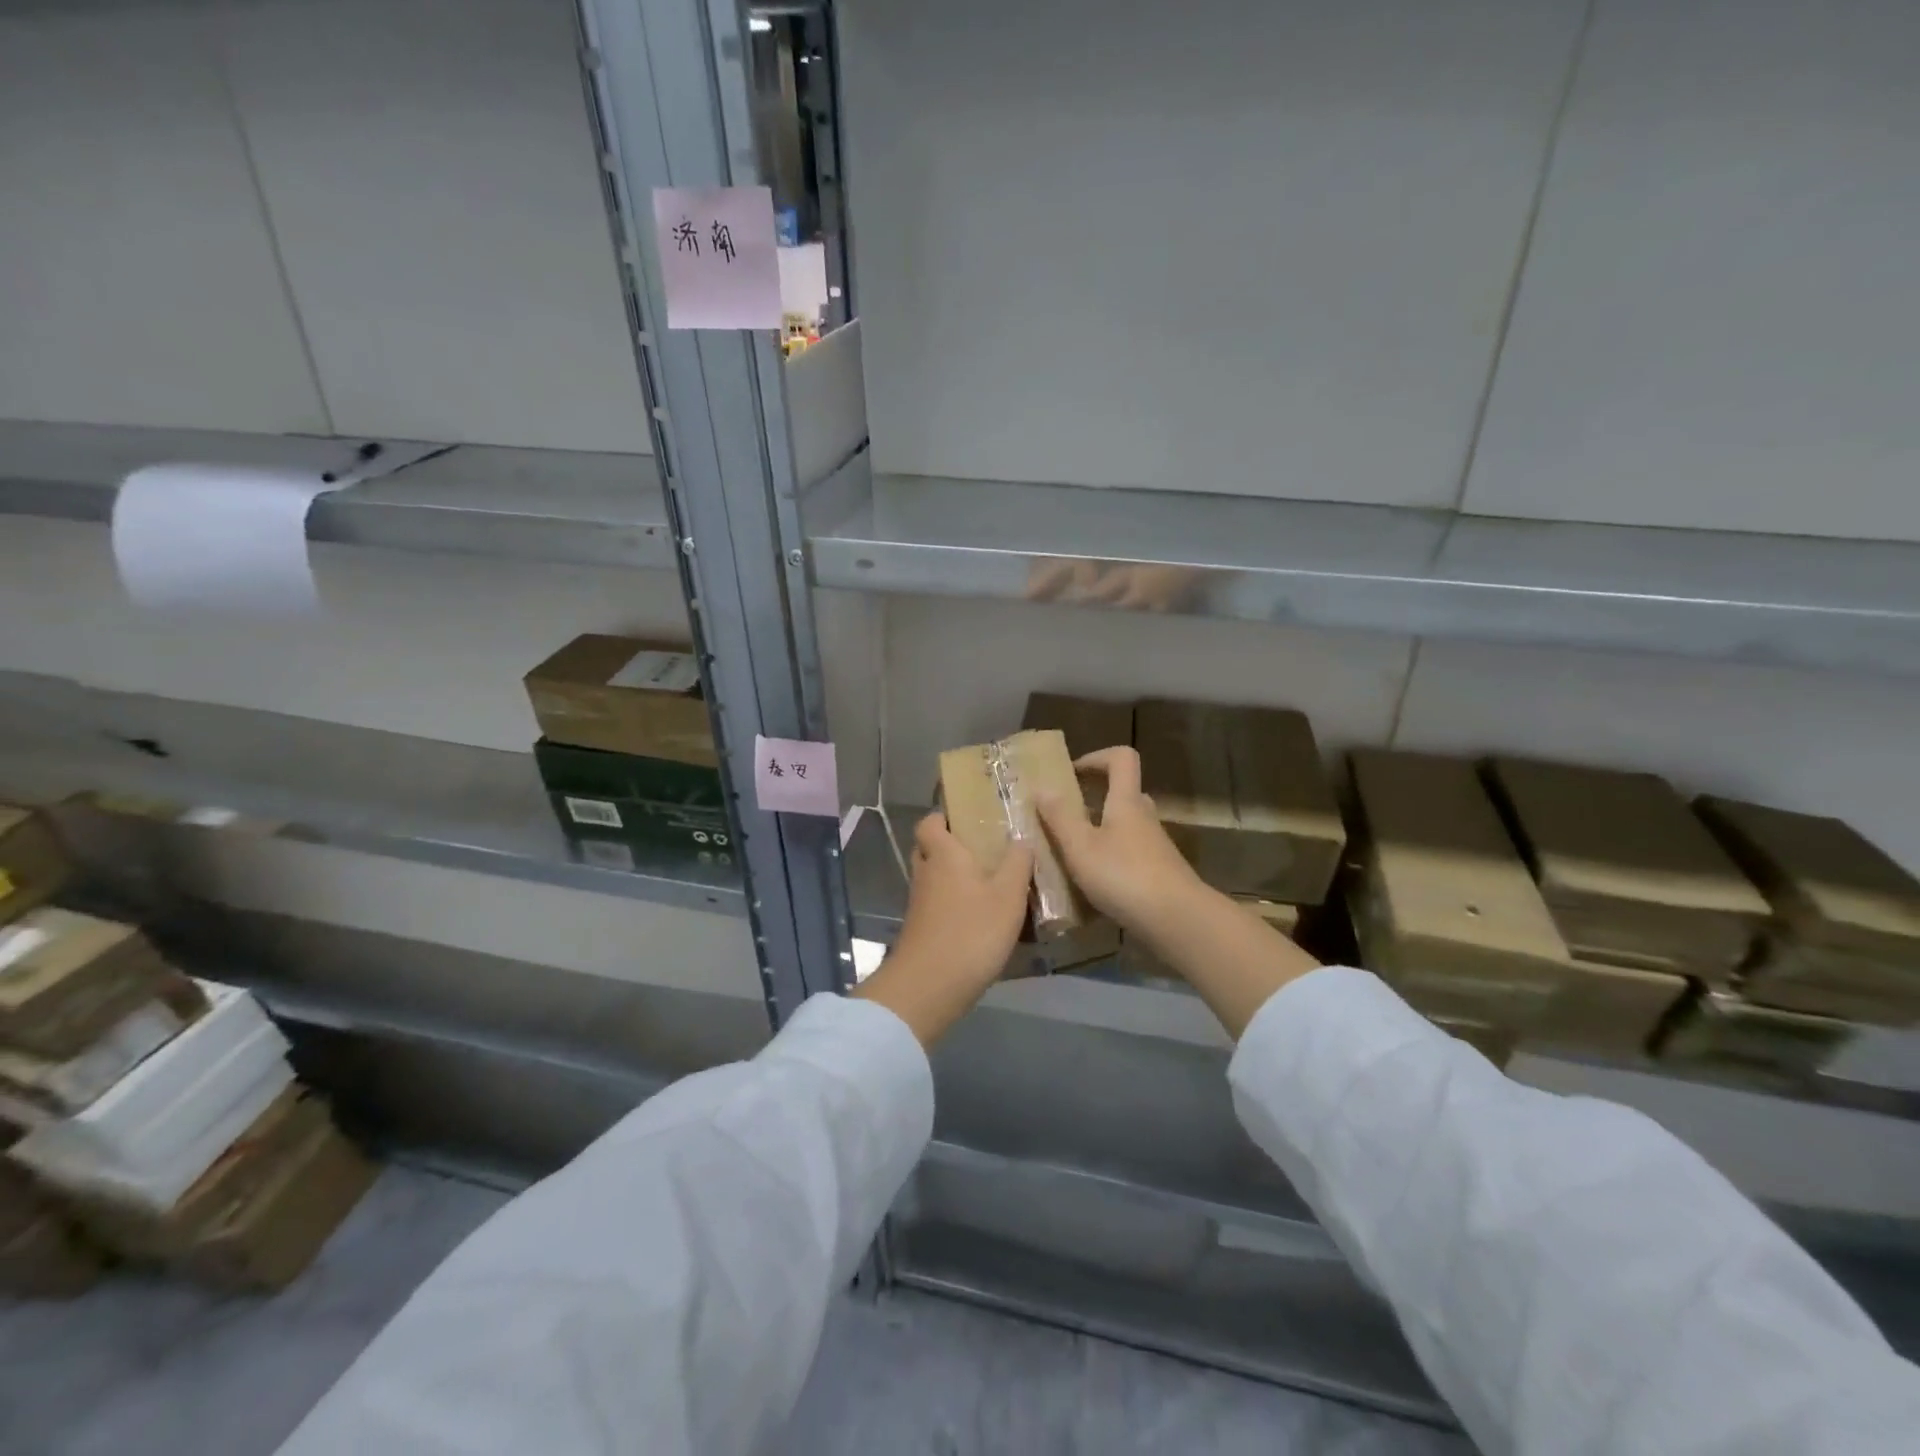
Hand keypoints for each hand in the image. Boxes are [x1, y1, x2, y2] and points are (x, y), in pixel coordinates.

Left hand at [853, 813, 1032, 1046]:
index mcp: (943, 854)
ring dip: (954, 876)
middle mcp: (926, 872)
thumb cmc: (971, 932)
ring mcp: (919, 903)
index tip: (969, 816)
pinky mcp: (921, 928)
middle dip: (951, 845)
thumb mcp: (1008, 896)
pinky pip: (936, 903)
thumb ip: (1017, 863)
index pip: (930, 822)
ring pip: (933, 877)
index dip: (944, 816)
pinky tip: (980, 914)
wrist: (929, 987)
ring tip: (990, 880)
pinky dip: (953, 902)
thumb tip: (1022, 836)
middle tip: (984, 847)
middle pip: (930, 848)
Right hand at [1037, 746, 1206, 937]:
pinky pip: (1130, 854)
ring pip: (1125, 826)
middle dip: (1093, 798)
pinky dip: (1111, 860)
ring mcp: (1155, 847)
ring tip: (1072, 853)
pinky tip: (1092, 884)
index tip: (1071, 773)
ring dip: (1100, 832)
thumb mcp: (1081, 847)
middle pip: (1123, 793)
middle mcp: (1144, 818)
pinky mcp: (1159, 873)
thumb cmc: (1124, 876)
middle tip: (1065, 815)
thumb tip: (1042, 787)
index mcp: (1126, 802)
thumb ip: (1060, 817)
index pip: (1121, 758)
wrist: (1178, 920)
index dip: (1096, 757)